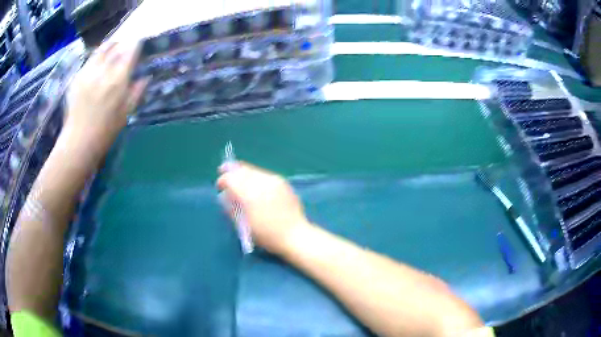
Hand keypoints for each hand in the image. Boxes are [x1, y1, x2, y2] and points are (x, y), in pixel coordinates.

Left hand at [64, 41, 146, 155]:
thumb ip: (136, 93)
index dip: (135, 45)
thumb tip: (145, 78)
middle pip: (116, 47)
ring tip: (113, 47)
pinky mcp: (77, 77)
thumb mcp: (125, 115)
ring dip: (110, 46)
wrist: (78, 143)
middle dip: (123, 44)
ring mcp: (88, 73)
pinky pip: (90, 59)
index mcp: (118, 80)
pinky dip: (97, 56)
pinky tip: (99, 61)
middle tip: (126, 45)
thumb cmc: (104, 133)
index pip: (130, 52)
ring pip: (101, 50)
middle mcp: (103, 71)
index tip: (139, 43)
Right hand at [217, 162, 311, 253]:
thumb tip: (225, 196)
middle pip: (242, 170)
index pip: (231, 179)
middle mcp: (262, 183)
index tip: (219, 186)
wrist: (295, 235)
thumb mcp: (244, 225)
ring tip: (238, 177)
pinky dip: (255, 176)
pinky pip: (264, 174)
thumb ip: (232, 208)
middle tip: (224, 171)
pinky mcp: (282, 182)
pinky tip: (254, 183)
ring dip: (244, 172)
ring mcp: (274, 181)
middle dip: (232, 171)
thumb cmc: (267, 235)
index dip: (223, 180)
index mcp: (250, 195)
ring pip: (254, 170)